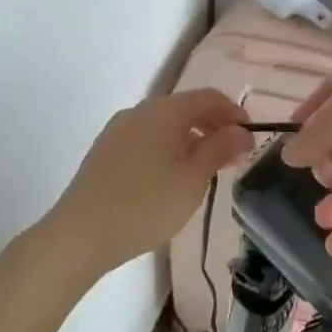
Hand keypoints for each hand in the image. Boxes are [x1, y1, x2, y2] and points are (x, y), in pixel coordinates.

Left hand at [49, 89, 253, 272]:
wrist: (81, 234)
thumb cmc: (146, 205)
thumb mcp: (192, 180)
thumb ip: (219, 150)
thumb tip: (241, 131)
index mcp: (164, 111)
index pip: (209, 97)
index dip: (234, 114)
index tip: (250, 140)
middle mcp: (139, 111)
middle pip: (185, 108)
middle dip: (213, 128)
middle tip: (232, 159)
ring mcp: (117, 130)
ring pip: (164, 125)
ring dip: (190, 140)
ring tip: (203, 173)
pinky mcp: (104, 151)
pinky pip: (145, 139)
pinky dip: (167, 150)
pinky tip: (169, 180)